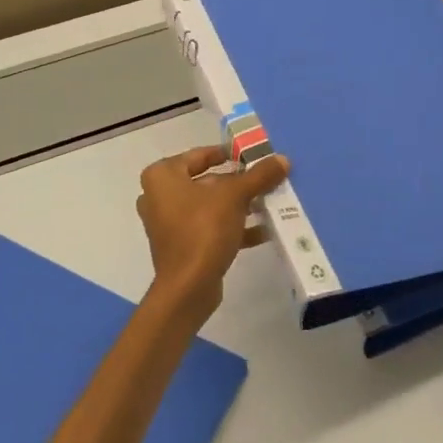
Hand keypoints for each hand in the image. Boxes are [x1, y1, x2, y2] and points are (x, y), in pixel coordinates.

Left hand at [136, 146, 289, 323]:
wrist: (187, 288)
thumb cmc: (203, 229)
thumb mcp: (235, 196)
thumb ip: (258, 176)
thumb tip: (283, 159)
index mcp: (162, 176)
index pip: (199, 155)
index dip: (228, 153)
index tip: (252, 155)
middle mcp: (159, 196)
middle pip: (207, 181)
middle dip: (238, 183)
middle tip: (266, 180)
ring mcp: (169, 223)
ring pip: (210, 206)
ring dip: (238, 206)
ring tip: (269, 204)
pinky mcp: (181, 246)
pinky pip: (209, 227)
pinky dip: (232, 227)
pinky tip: (263, 231)